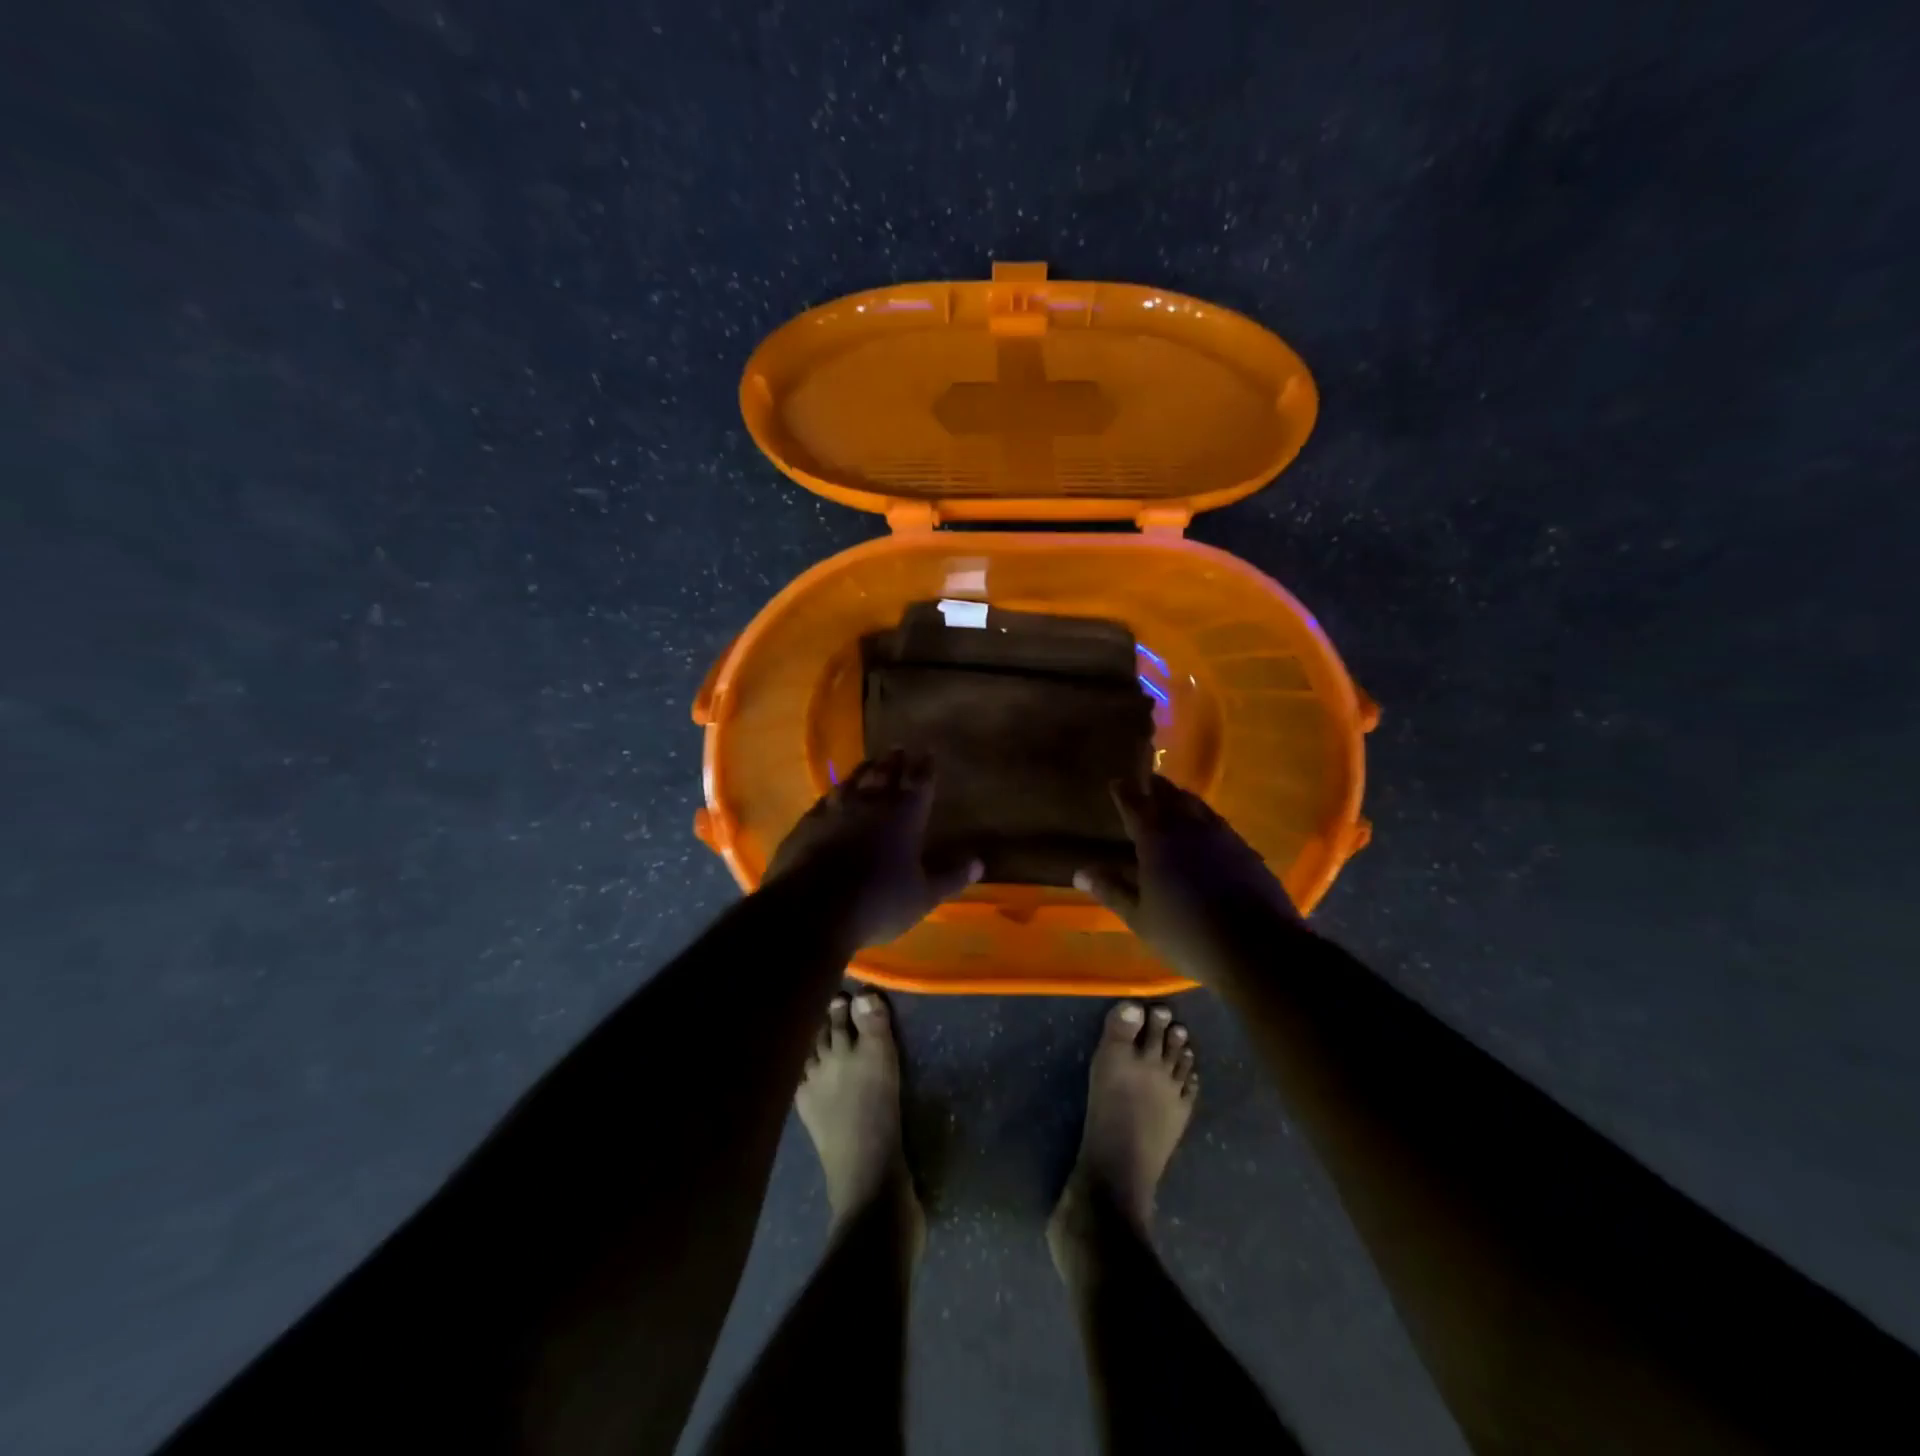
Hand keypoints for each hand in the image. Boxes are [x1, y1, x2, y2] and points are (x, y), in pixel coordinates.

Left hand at [766, 751, 982, 948]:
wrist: (811, 910)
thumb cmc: (878, 902)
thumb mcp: (923, 896)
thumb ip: (950, 876)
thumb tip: (978, 862)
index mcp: (904, 816)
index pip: (919, 782)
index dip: (925, 766)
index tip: (928, 750)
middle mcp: (870, 804)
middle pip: (884, 775)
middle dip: (894, 761)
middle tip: (898, 747)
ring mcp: (835, 811)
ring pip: (853, 781)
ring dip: (864, 770)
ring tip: (870, 761)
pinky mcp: (807, 824)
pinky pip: (825, 799)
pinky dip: (835, 792)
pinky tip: (833, 793)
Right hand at [1074, 776, 1301, 979]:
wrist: (1258, 950)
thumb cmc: (1187, 934)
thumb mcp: (1140, 917)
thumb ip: (1112, 890)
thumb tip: (1081, 871)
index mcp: (1157, 839)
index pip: (1135, 804)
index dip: (1124, 792)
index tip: (1116, 781)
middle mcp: (1190, 827)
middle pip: (1170, 796)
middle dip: (1155, 788)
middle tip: (1145, 783)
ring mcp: (1223, 836)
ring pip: (1198, 807)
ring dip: (1182, 799)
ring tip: (1173, 800)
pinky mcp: (1247, 851)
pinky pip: (1219, 824)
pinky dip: (1205, 820)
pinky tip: (1206, 832)